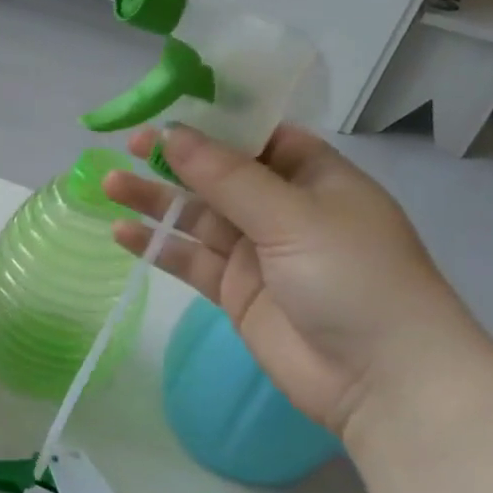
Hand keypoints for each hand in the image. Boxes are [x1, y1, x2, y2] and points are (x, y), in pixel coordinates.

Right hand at [104, 123, 490, 439]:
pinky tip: (122, 232)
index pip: (257, 137)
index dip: (212, 123)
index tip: (164, 112)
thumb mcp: (292, 216)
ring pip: (196, 216)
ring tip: (109, 185)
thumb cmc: (353, 278)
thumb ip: (227, 176)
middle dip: (174, 160)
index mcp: (313, 177)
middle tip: (127, 146)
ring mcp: (258, 252)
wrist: (383, 381)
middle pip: (218, 175)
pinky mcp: (236, 291)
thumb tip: (171, 132)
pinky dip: (157, 246)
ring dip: (156, 201)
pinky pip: (189, 259)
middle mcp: (283, 209)